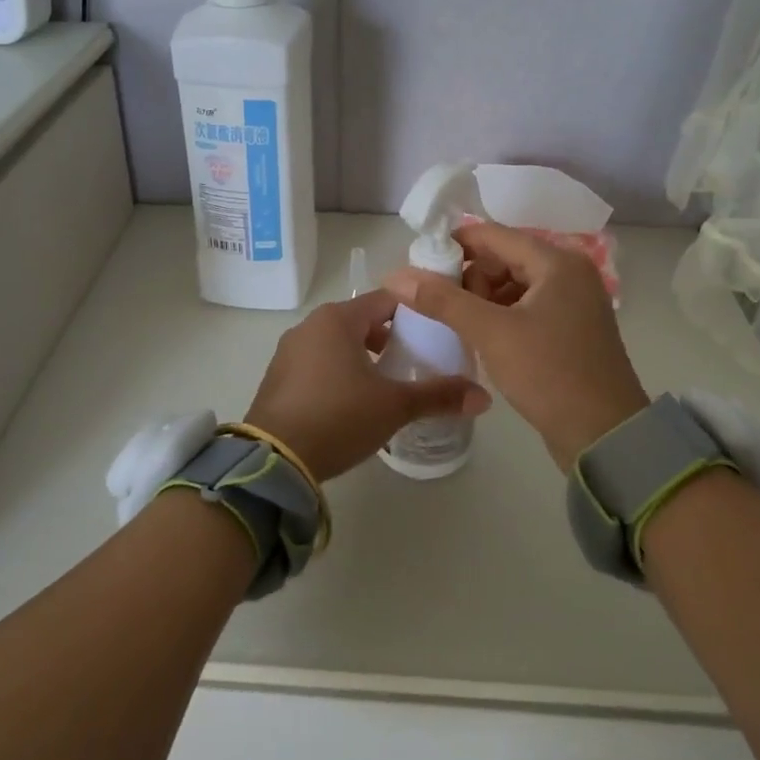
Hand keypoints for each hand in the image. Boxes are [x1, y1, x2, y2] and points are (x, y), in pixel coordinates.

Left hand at [245, 290, 490, 482]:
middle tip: (416, 363)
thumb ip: (439, 396)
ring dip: (363, 358)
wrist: (273, 459)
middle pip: (361, 321)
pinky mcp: (278, 377)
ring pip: (337, 343)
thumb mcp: (394, 407)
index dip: (414, 313)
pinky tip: (351, 403)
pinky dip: (338, 372)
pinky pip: (317, 363)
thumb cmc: (338, 417)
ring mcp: (289, 351)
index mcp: (337, 319)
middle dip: (390, 339)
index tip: (437, 332)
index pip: (386, 300)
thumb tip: (485, 397)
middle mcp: (309, 326)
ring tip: (387, 386)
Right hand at [385, 222, 647, 471]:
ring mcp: (574, 301)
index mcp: (557, 262)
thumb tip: (395, 275)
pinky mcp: (571, 328)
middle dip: (469, 278)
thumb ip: (442, 300)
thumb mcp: (491, 333)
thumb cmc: (549, 373)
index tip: (420, 266)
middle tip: (444, 309)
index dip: (453, 246)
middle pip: (504, 258)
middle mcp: (569, 272)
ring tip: (461, 327)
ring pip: (513, 284)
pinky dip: (501, 315)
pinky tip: (483, 337)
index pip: (493, 235)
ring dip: (483, 299)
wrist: (605, 434)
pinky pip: (526, 306)